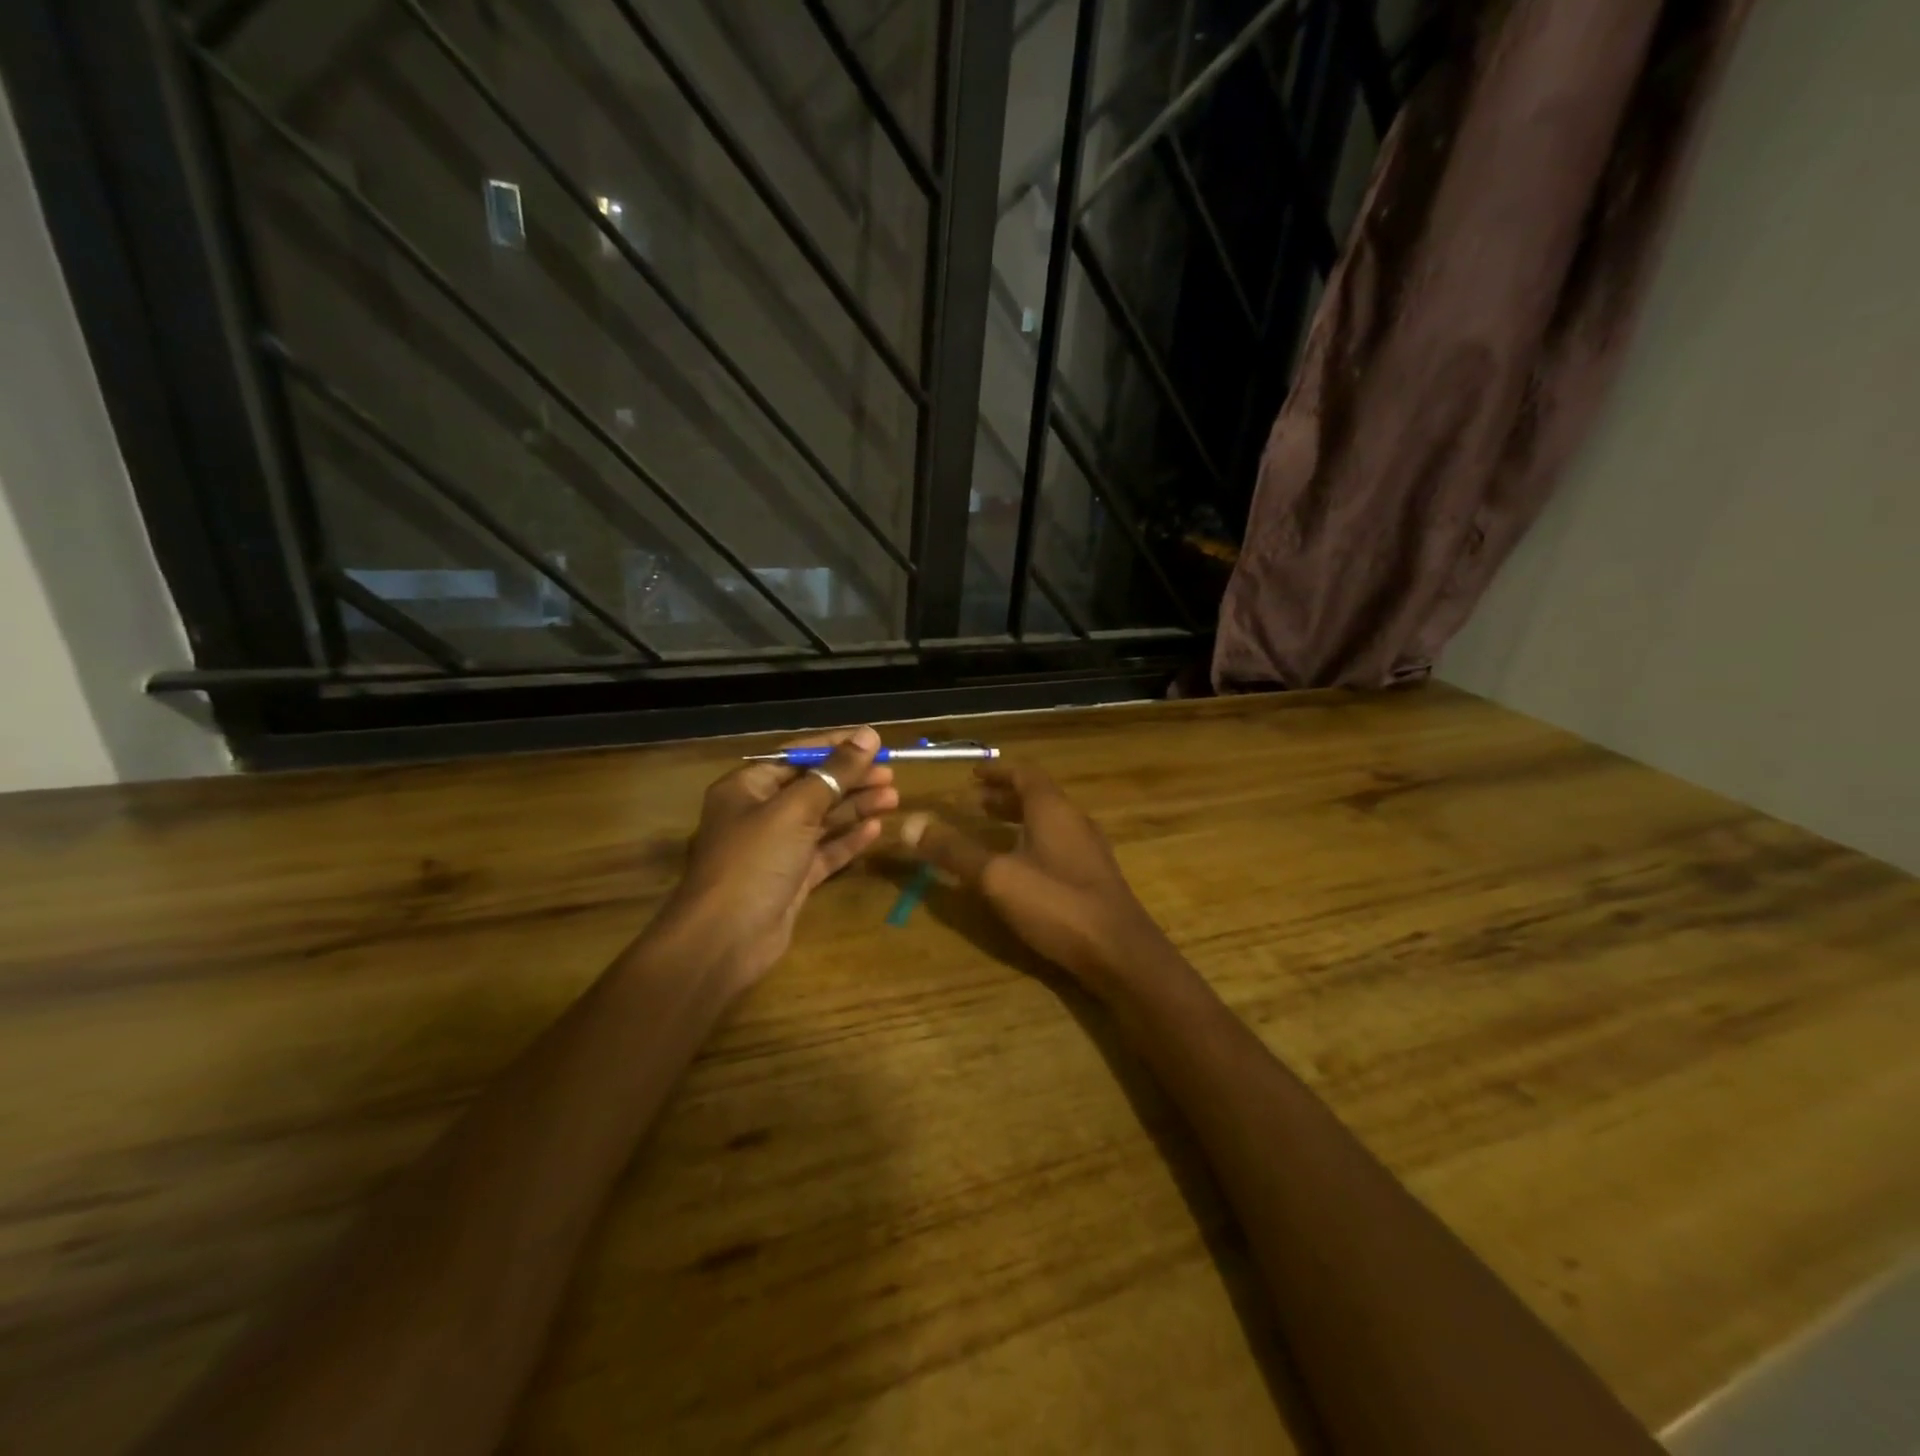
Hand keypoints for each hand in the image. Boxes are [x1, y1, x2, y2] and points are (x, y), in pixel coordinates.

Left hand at [652, 726, 896, 994]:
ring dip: (856, 807)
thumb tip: (868, 735)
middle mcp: (759, 814)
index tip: (875, 742)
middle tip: (891, 774)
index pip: (797, 755)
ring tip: (894, 798)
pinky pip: (824, 852)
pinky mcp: (790, 880)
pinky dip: (848, 840)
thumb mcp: (795, 809)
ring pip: (822, 820)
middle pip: (812, 787)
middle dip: (851, 779)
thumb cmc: (754, 862)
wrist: (725, 940)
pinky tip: (876, 829)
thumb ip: (835, 772)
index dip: (836, 746)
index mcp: (747, 787)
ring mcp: (775, 849)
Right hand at [899, 762, 1167, 984]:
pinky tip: (1020, 868)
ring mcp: (1089, 850)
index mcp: (1053, 810)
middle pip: (1038, 796)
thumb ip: (955, 851)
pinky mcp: (1094, 877)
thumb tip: (911, 824)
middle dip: (1005, 796)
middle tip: (975, 803)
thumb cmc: (1057, 904)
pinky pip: (1058, 844)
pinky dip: (1033, 842)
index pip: (1024, 774)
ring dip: (1019, 820)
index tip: (972, 775)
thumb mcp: (997, 877)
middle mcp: (1074, 821)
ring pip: (1049, 822)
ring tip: (991, 831)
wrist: (1120, 952)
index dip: (997, 771)